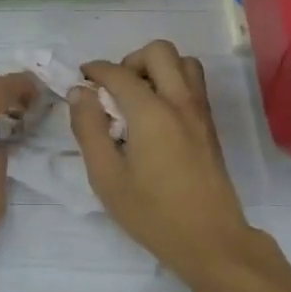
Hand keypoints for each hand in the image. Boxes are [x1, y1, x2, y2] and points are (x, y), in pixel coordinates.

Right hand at [72, 41, 259, 283]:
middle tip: (114, 92)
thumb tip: (79, 93)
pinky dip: (172, 83)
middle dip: (130, 61)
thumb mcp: (106, 177)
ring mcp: (200, 112)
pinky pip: (193, 84)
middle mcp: (180, 102)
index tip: (80, 82)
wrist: (210, 240)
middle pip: (159, 51)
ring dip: (157, 69)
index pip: (119, 72)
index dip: (95, 71)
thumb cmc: (152, 213)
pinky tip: (155, 117)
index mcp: (152, 112)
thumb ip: (89, 129)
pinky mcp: (210, 126)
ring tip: (137, 100)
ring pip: (183, 63)